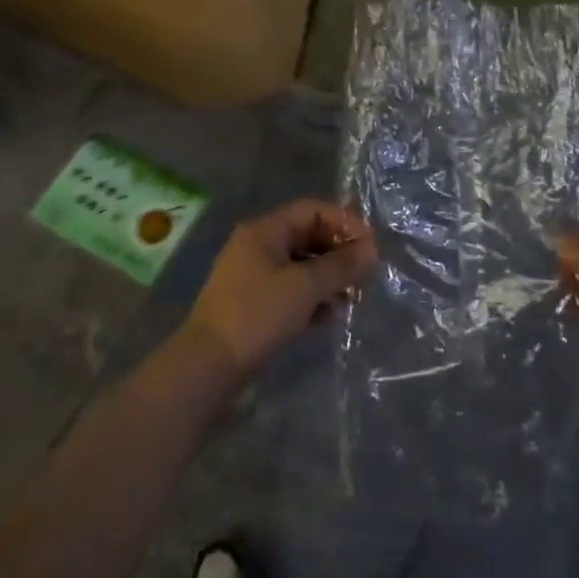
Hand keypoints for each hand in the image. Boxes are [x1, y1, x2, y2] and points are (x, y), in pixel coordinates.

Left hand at [179, 199, 376, 383]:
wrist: (207, 367)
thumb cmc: (257, 316)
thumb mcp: (304, 287)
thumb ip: (340, 266)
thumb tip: (371, 250)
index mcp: (265, 230)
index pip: (312, 210)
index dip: (344, 223)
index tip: (370, 246)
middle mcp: (257, 246)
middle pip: (307, 236)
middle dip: (338, 253)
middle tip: (364, 274)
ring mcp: (253, 276)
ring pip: (300, 266)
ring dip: (328, 278)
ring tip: (351, 298)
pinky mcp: (253, 305)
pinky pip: (290, 290)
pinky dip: (312, 298)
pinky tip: (330, 317)